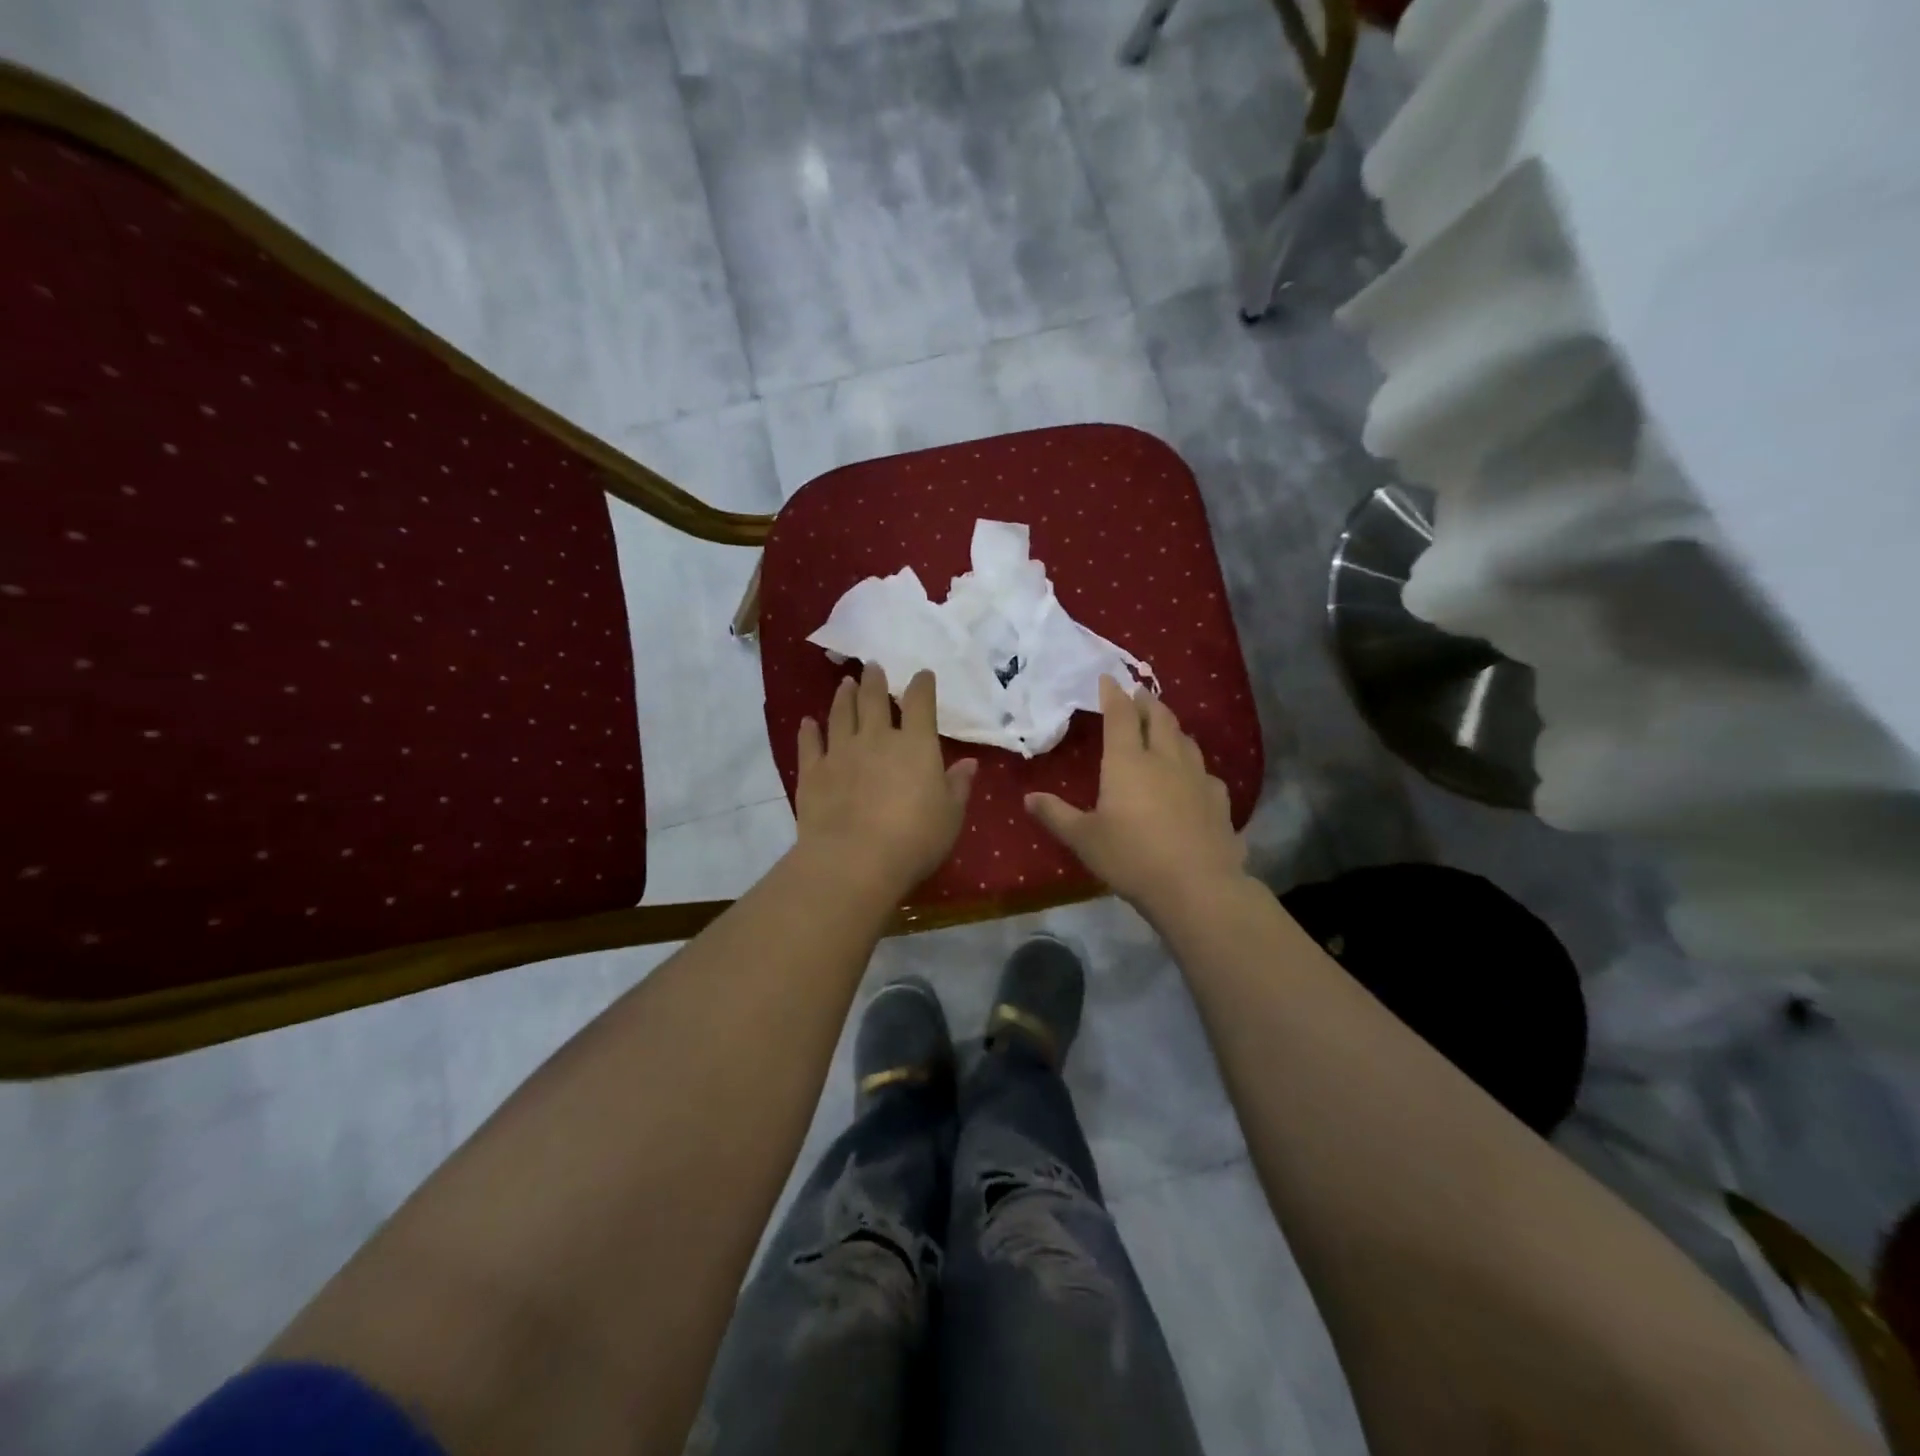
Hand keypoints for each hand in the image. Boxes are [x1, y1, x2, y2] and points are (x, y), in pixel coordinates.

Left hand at [794, 664, 977, 900]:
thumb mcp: (951, 815)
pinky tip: (808, 722)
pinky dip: (809, 731)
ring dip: (844, 696)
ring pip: (841, 714)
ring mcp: (841, 752)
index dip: (922, 685)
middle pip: (874, 699)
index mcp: (915, 744)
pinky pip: (810, 744)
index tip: (922, 674)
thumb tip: (969, 763)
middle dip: (875, 680)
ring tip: (845, 683)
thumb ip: (958, 786)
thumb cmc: (915, 839)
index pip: (920, 703)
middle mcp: (877, 738)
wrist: (855, 860)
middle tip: (872, 667)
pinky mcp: (813, 772)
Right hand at [1026, 676, 1246, 916]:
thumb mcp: (1084, 839)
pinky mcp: (1218, 801)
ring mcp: (1197, 778)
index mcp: (1128, 762)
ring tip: (1165, 727)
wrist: (1197, 886)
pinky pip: (1206, 773)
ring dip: (1173, 728)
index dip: (1113, 694)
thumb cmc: (1132, 858)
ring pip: (1186, 741)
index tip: (1109, 678)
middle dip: (1147, 702)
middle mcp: (1165, 760)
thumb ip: (1056, 815)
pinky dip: (1194, 766)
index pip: (1121, 716)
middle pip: (1159, 719)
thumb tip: (1028, 798)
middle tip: (1139, 694)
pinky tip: (1194, 778)